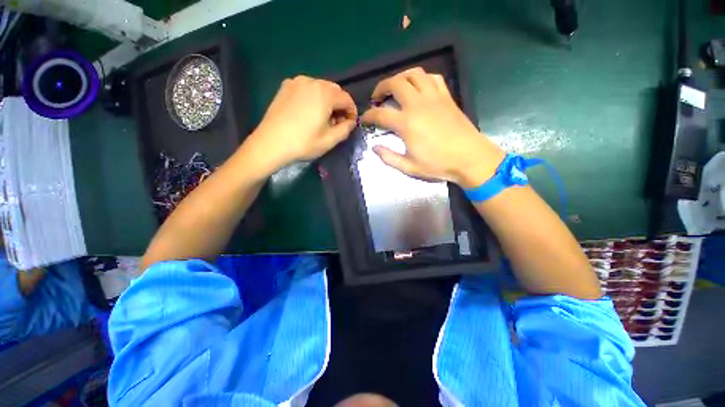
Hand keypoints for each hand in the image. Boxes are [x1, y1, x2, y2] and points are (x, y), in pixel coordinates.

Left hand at [244, 76, 356, 174]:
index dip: (352, 111)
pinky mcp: (285, 87)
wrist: (271, 144)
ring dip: (327, 101)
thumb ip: (346, 128)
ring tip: (323, 118)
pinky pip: (306, 89)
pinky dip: (313, 98)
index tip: (351, 123)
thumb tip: (351, 121)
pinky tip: (309, 112)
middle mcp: (311, 81)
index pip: (347, 98)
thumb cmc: (304, 143)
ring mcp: (296, 82)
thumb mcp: (330, 140)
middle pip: (334, 90)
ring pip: (320, 88)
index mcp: (325, 93)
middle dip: (340, 105)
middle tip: (338, 122)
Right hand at [360, 67, 504, 187]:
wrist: (470, 158)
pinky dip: (421, 78)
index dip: (368, 116)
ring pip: (414, 74)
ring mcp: (434, 97)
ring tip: (395, 88)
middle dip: (381, 88)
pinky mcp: (447, 97)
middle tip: (377, 98)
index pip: (380, 114)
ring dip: (400, 78)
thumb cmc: (438, 164)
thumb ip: (389, 157)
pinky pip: (432, 77)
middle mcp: (418, 104)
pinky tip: (418, 88)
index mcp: (406, 123)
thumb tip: (375, 148)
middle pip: (394, 83)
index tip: (364, 120)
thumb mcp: (409, 167)